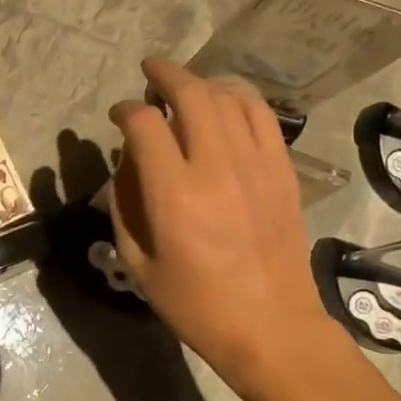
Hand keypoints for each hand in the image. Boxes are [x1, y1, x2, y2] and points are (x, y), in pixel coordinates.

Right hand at [106, 59, 337, 389]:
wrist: (272, 328)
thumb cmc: (196, 304)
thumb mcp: (138, 263)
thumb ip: (124, 204)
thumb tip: (130, 162)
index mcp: (174, 194)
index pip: (144, 125)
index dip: (125, 110)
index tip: (118, 115)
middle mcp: (216, 167)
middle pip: (191, 94)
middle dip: (163, 74)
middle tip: (148, 72)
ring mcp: (256, 165)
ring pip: (228, 97)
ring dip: (201, 83)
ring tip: (185, 88)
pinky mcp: (282, 171)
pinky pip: (262, 116)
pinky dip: (239, 98)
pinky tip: (226, 102)